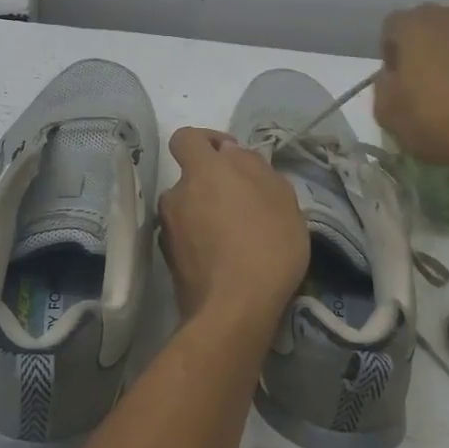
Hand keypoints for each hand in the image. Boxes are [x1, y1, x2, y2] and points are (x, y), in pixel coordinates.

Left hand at [158, 128, 308, 325]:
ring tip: (239, 238)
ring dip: (207, 215)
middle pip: (191, 179)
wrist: (235, 309)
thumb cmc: (267, 243)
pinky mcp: (169, 263)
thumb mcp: (280, 196)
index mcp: (201, 173)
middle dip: (213, 186)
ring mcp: (168, 231)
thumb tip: (229, 153)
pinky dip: (202, 242)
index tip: (230, 154)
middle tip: (246, 205)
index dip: (206, 140)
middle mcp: (176, 196)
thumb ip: (251, 166)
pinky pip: (187, 240)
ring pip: (188, 211)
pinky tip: (228, 261)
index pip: (185, 138)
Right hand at [375, 3, 448, 169]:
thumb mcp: (386, 112)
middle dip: (426, 48)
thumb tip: (394, 77)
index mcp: (416, 24)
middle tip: (425, 82)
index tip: (396, 80)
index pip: (392, 27)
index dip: (391, 53)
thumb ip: (384, 85)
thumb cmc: (434, 120)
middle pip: (432, 26)